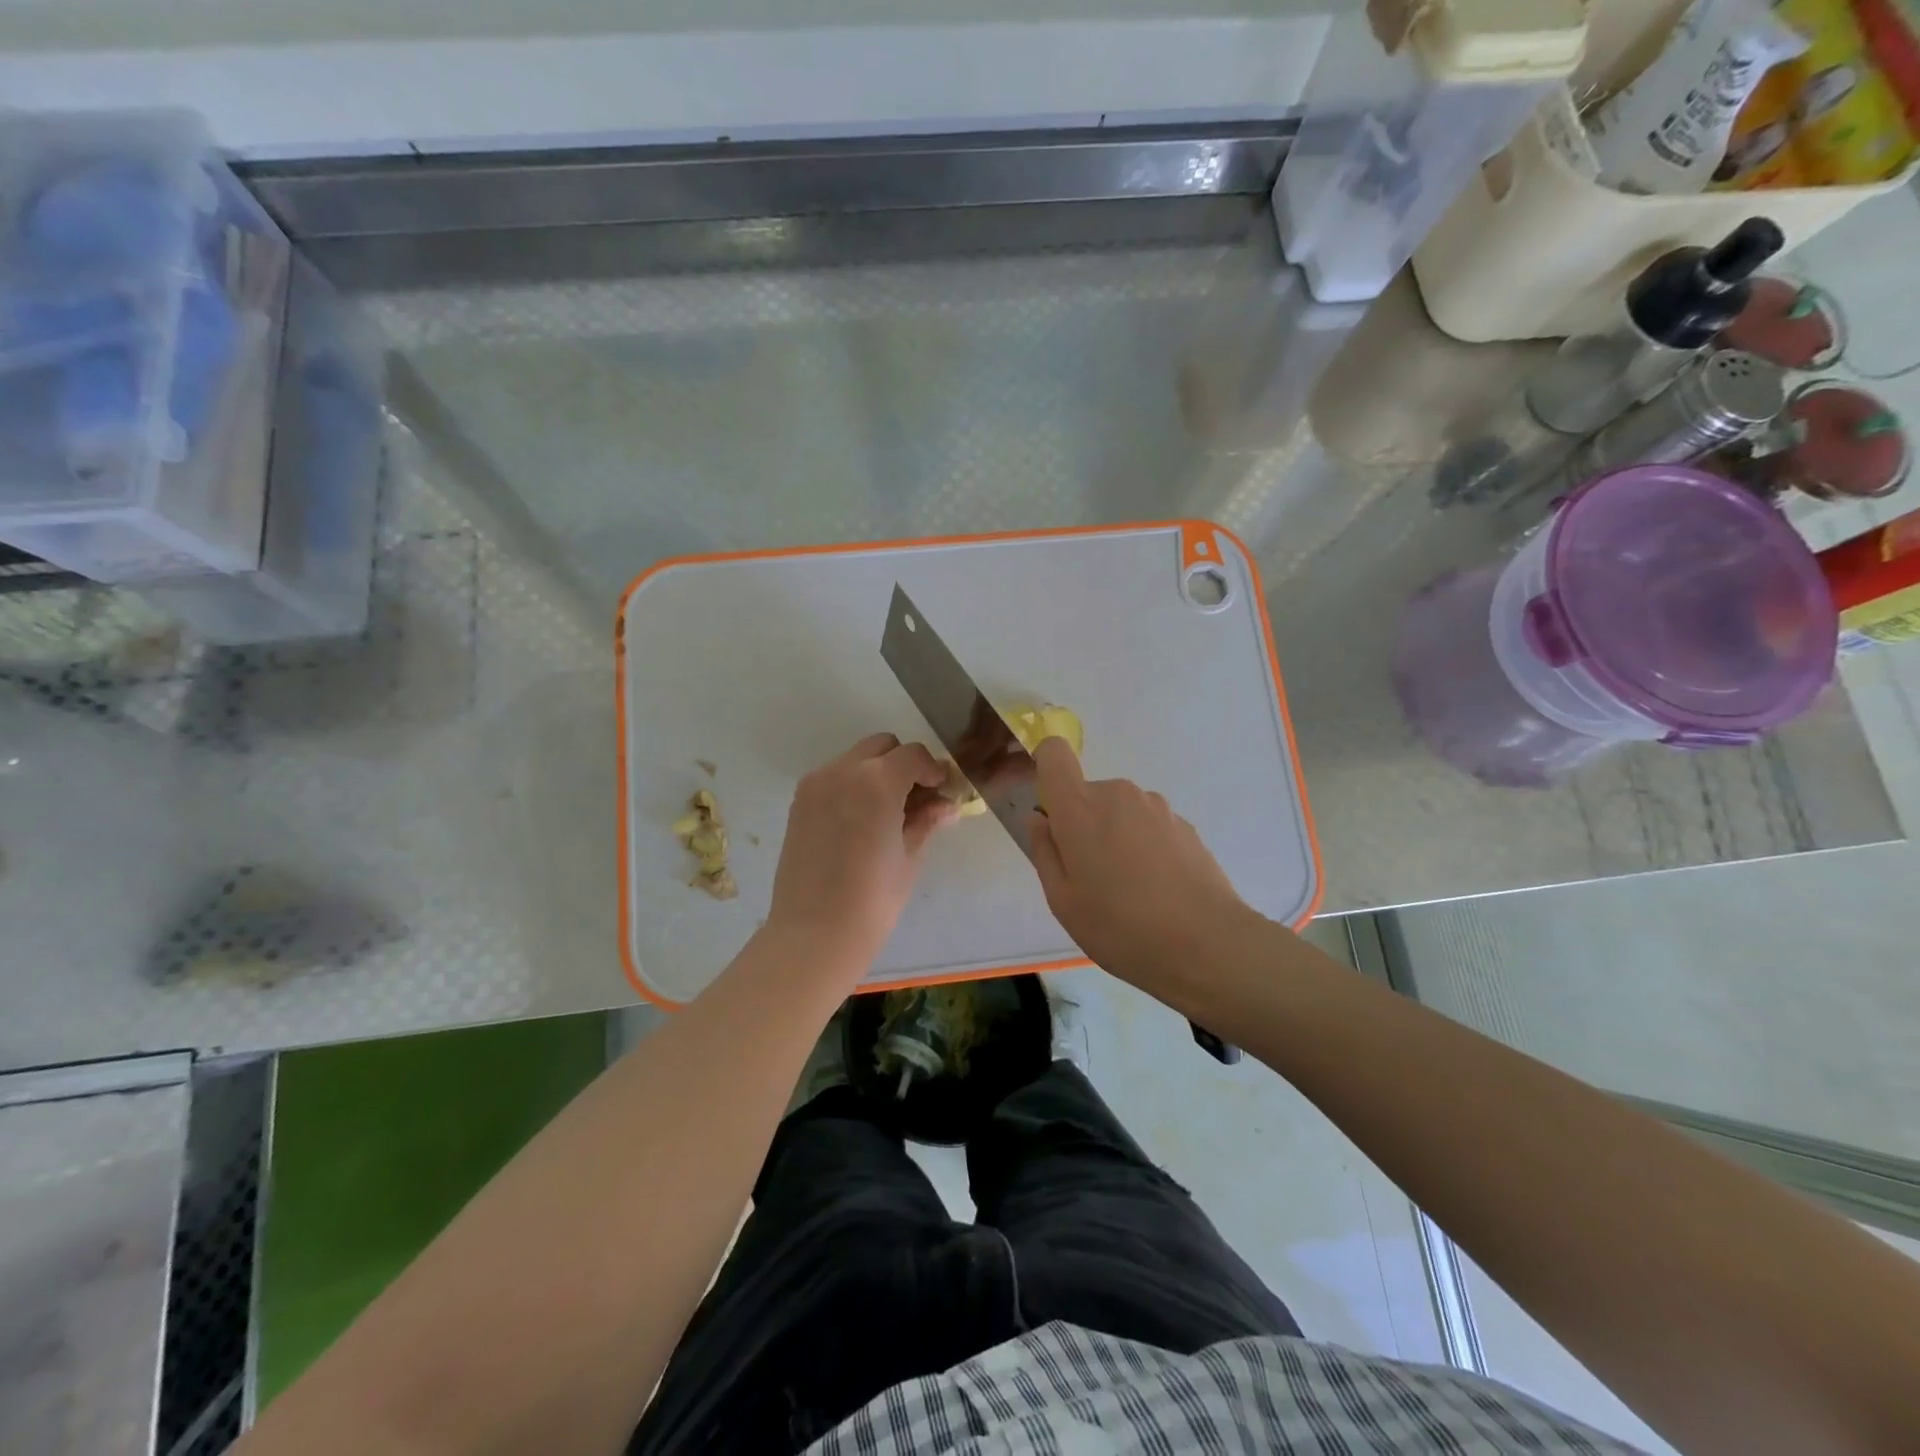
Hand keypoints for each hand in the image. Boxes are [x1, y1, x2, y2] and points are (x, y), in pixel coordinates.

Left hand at [767, 733, 957, 970]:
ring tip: (888, 813)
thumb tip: (947, 804)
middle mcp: (842, 771)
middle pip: (881, 747)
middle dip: (903, 765)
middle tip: (917, 799)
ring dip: (877, 773)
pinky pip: (834, 778)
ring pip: (856, 760)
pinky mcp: (799, 803)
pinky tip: (862, 822)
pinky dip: (853, 786)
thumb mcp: (909, 856)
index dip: (932, 770)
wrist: (814, 933)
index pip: (913, 755)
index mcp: (876, 781)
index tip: (942, 792)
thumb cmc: (873, 899)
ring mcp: (816, 785)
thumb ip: (927, 820)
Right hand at [1027, 738, 1256, 988]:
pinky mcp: (1185, 825)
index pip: (1054, 754)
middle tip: (1090, 878)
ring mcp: (1156, 807)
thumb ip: (1045, 851)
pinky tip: (1158, 891)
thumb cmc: (1120, 927)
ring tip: (1129, 891)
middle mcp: (1118, 794)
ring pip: (1120, 812)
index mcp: (1080, 807)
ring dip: (1116, 838)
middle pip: (1088, 794)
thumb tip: (1040, 819)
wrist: (1208, 945)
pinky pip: (1149, 827)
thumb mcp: (1063, 901)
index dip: (1046, 769)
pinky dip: (1145, 848)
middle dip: (1083, 825)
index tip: (1051, 810)